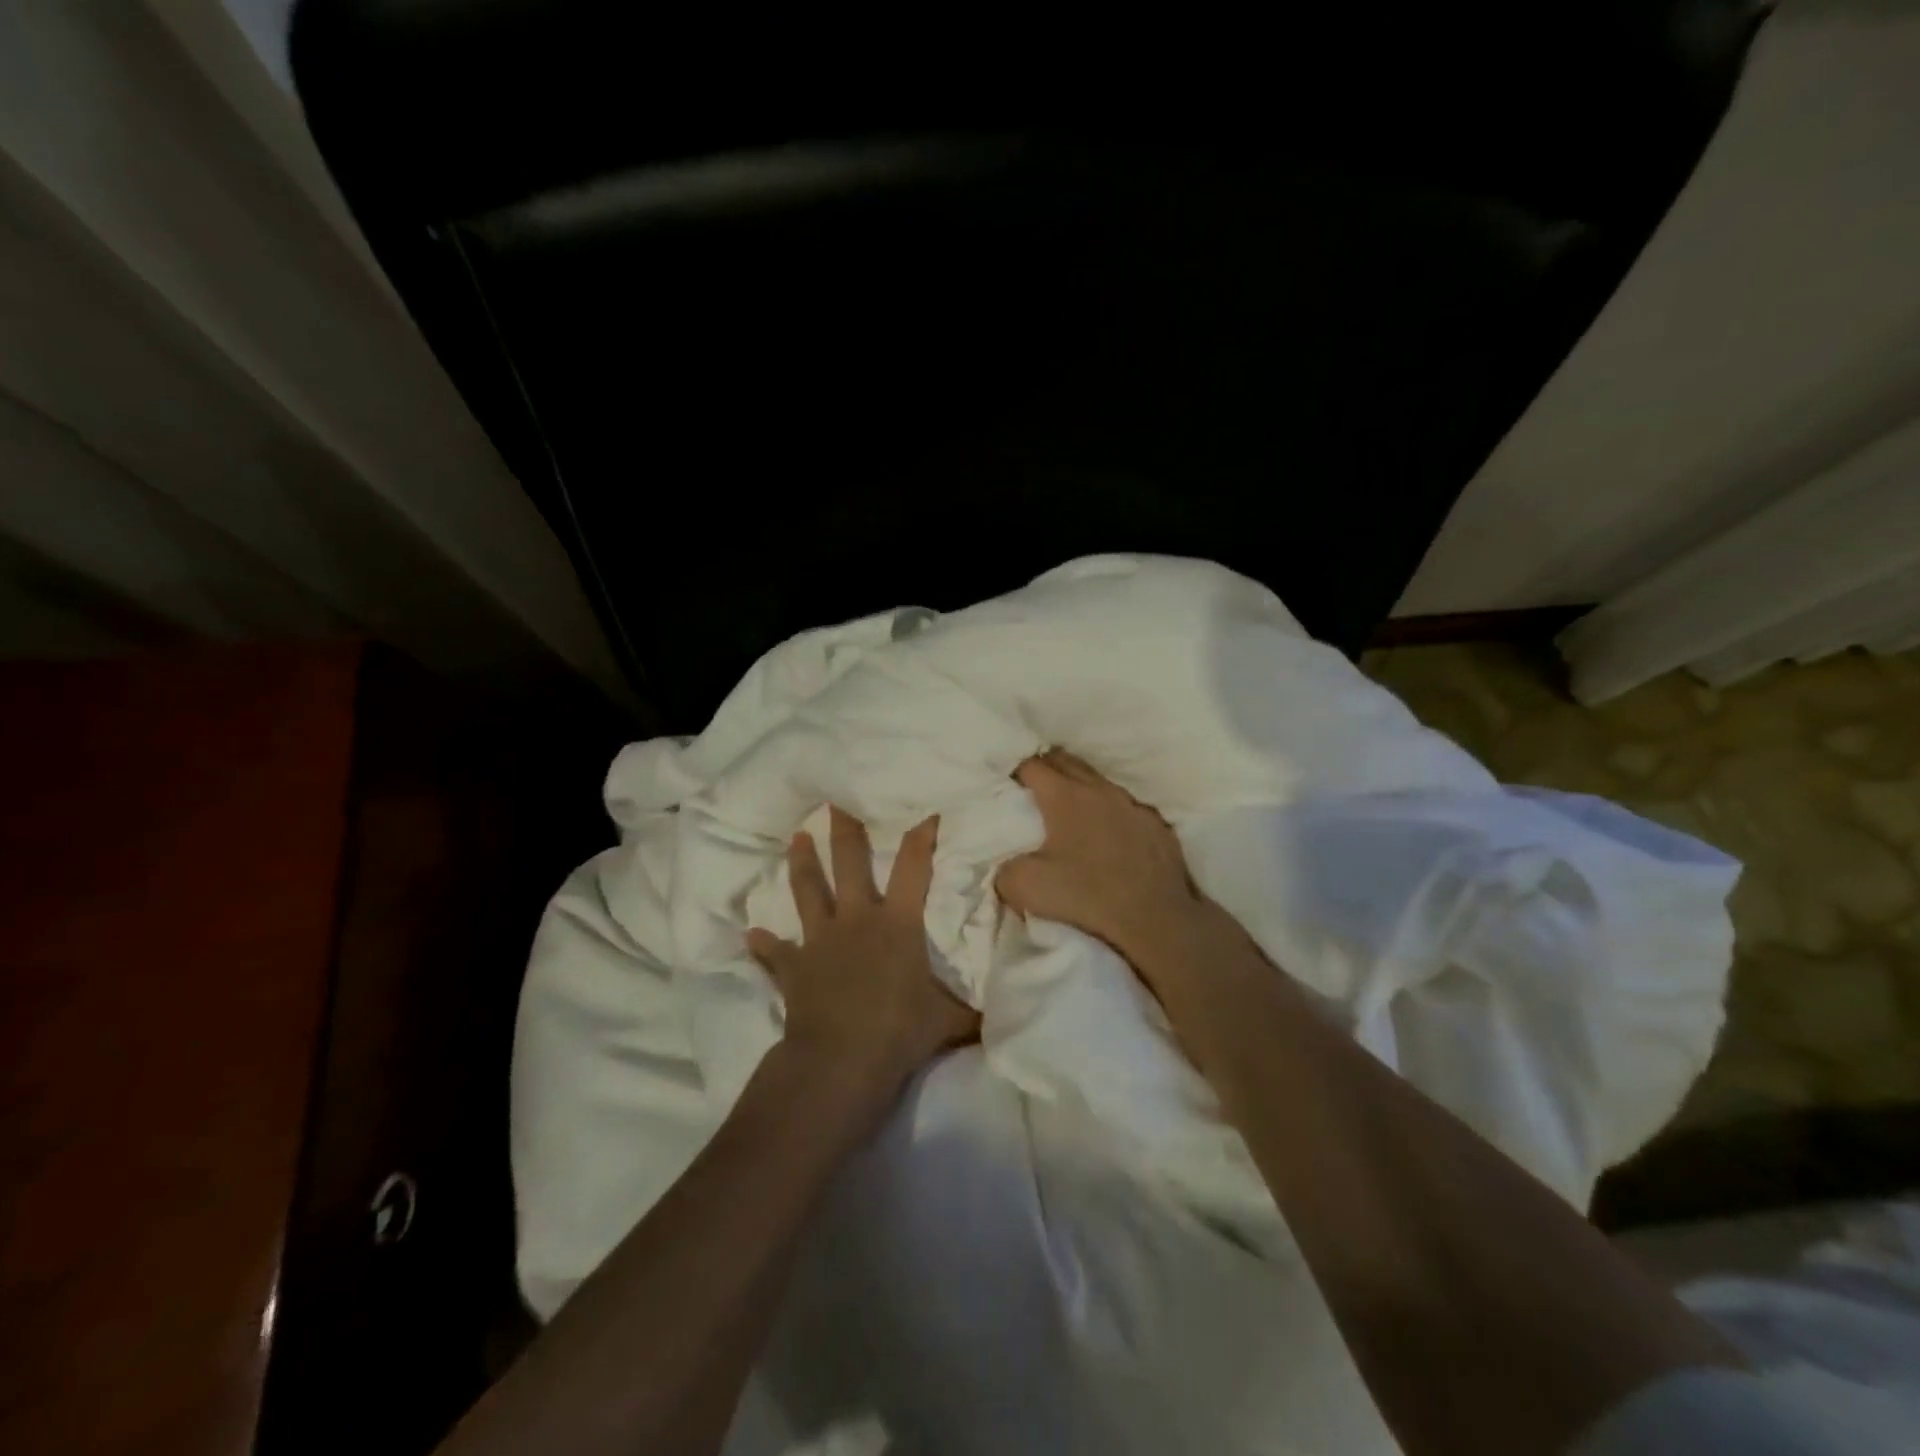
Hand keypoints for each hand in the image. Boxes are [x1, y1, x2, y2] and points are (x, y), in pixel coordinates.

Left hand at [747, 808, 978, 1120]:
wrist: (841, 1060)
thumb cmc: (899, 1032)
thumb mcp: (948, 1021)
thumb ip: (970, 1011)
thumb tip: (999, 1015)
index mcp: (898, 923)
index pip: (914, 867)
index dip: (921, 835)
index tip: (925, 808)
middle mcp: (857, 920)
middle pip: (850, 863)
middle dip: (845, 829)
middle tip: (837, 799)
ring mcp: (820, 940)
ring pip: (808, 891)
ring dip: (802, 863)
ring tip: (797, 837)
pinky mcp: (794, 967)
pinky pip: (775, 953)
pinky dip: (765, 944)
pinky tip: (752, 935)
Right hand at [996, 751, 1214, 971]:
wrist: (1157, 918)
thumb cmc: (1087, 896)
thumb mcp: (1026, 888)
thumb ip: (1004, 870)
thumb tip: (1005, 865)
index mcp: (1064, 796)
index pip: (1032, 765)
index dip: (1015, 769)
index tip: (1006, 782)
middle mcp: (1099, 790)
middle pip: (1066, 761)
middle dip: (1046, 766)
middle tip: (1031, 784)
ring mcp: (1132, 804)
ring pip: (1098, 780)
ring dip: (1079, 786)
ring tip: (1068, 804)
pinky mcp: (1155, 824)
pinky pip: (1125, 805)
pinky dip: (1109, 810)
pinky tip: (1108, 829)